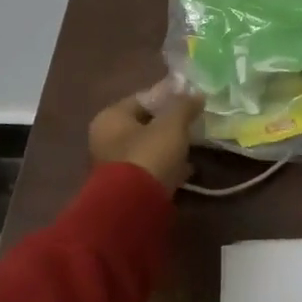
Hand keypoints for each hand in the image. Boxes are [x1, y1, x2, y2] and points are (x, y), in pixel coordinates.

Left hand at [88, 84, 203, 191]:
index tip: (190, 98)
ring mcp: (114, 166)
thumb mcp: (172, 125)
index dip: (168, 96)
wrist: (135, 207)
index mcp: (110, 117)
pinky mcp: (126, 188)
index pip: (142, 99)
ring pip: (148, 148)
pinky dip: (167, 166)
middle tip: (194, 122)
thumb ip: (184, 106)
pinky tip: (187, 169)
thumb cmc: (149, 155)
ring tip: (195, 145)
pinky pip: (150, 169)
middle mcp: (105, 139)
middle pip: (144, 124)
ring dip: (169, 146)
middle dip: (169, 123)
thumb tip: (196, 94)